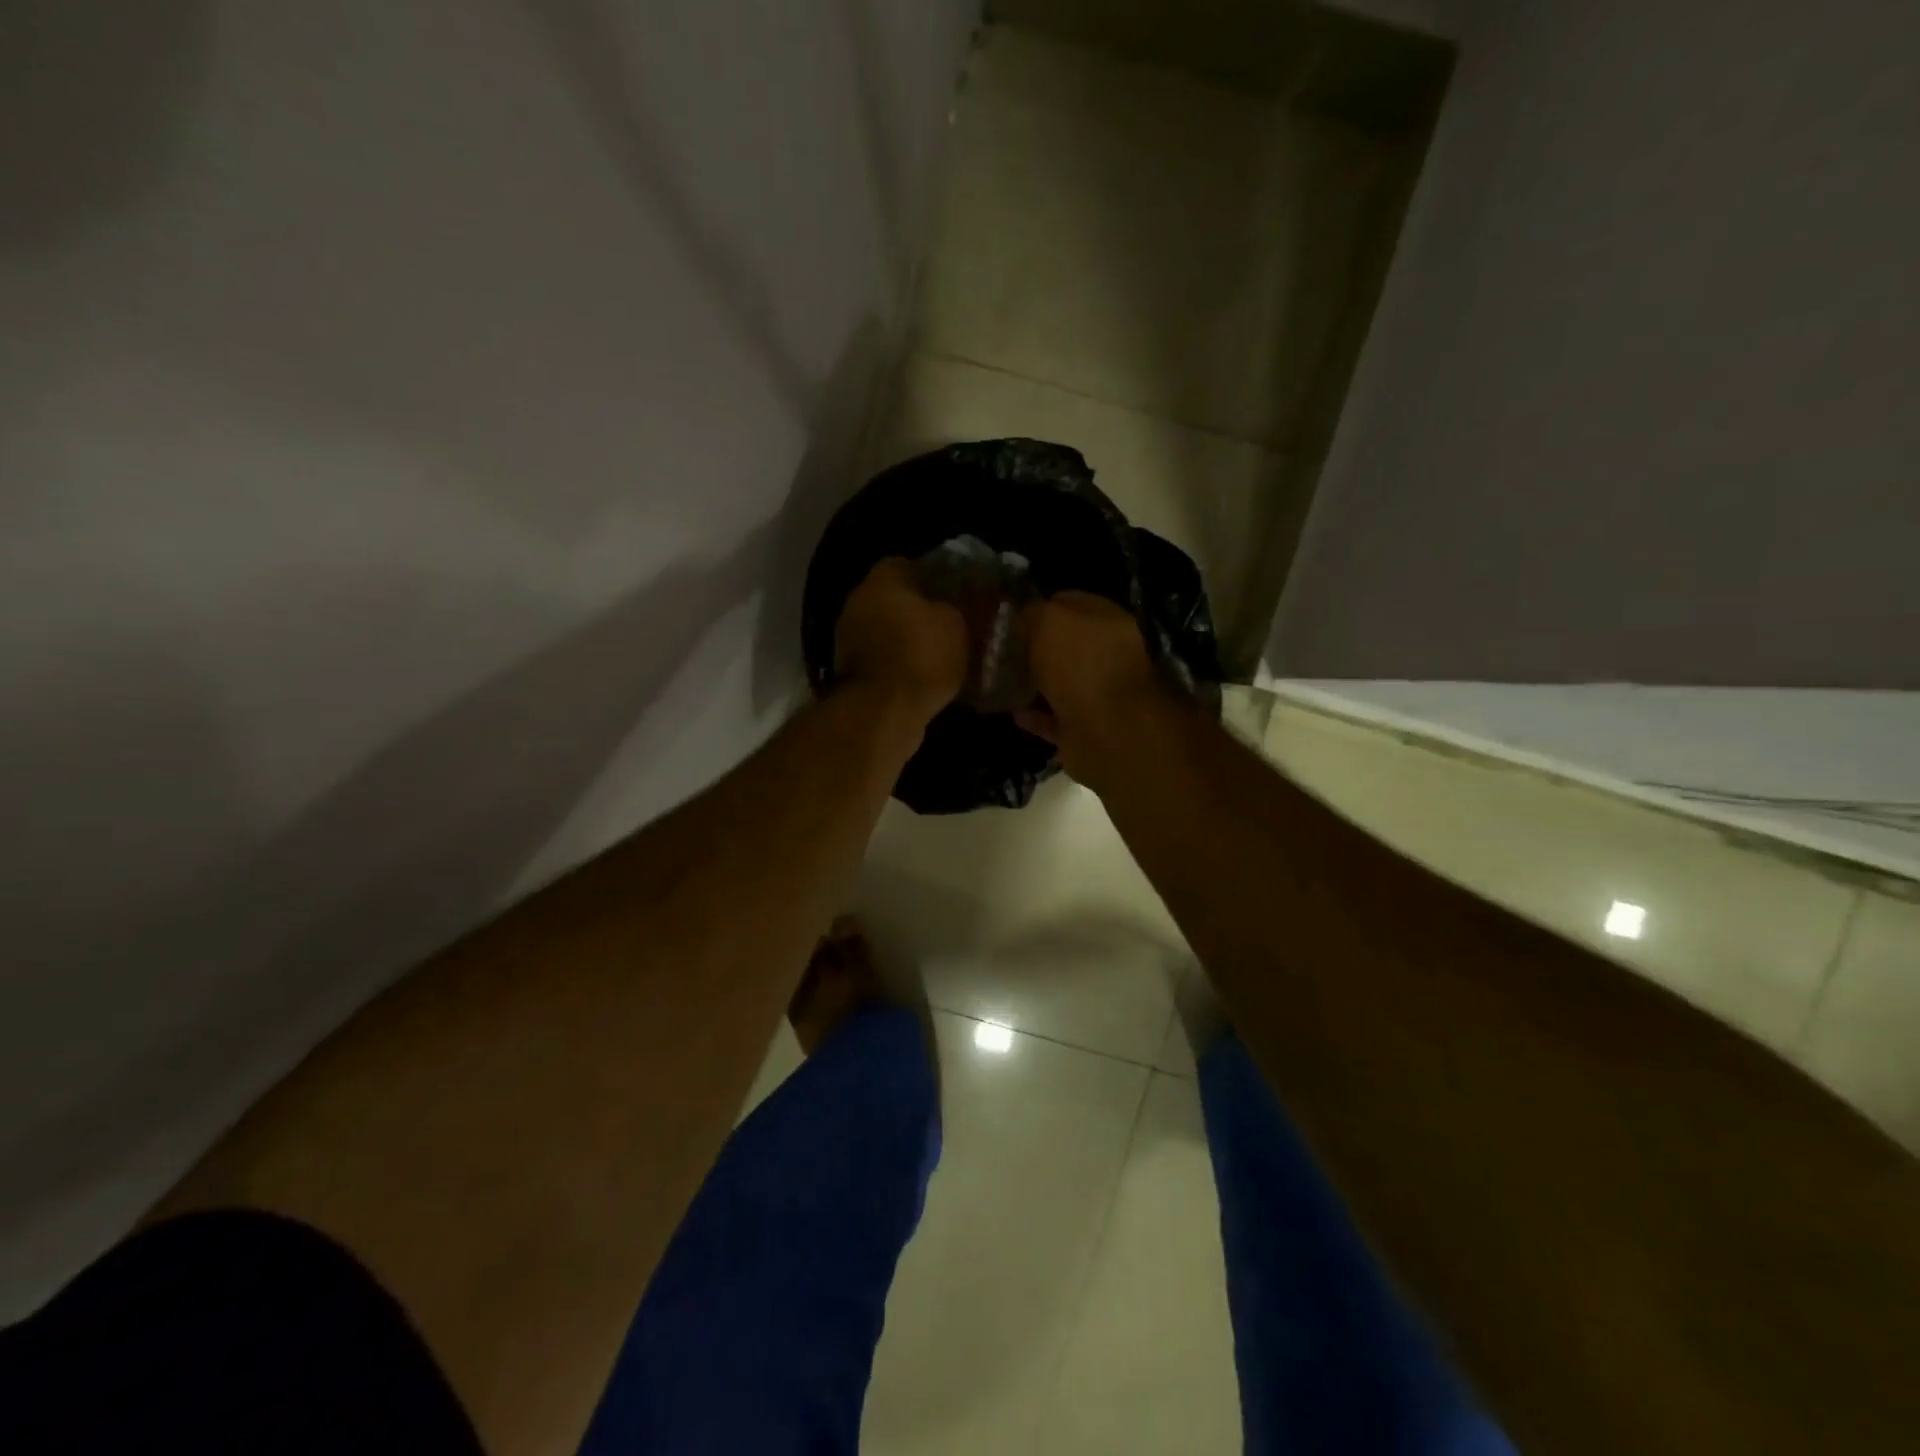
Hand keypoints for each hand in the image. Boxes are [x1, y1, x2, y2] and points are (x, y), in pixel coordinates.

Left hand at [834, 558, 968, 724]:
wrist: (883, 711)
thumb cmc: (921, 655)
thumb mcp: (958, 625)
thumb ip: (962, 606)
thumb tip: (969, 599)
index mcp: (882, 578)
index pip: (911, 564)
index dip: (937, 576)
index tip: (958, 592)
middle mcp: (858, 601)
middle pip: (896, 597)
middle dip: (922, 609)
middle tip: (954, 623)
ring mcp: (849, 637)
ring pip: (889, 629)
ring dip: (910, 639)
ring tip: (943, 652)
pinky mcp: (851, 670)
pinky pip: (883, 658)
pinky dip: (900, 663)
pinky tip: (924, 675)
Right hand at [1015, 592, 1163, 780]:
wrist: (1107, 731)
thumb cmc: (1081, 665)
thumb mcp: (1049, 621)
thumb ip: (1033, 613)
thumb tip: (1023, 618)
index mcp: (1108, 621)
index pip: (1070, 603)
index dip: (1039, 607)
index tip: (1009, 618)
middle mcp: (1109, 655)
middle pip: (1067, 646)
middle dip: (1036, 648)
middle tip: (1001, 652)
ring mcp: (1101, 695)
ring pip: (1062, 683)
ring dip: (1035, 683)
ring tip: (1002, 682)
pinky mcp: (1088, 729)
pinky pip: (1056, 719)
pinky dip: (1037, 716)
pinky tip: (1015, 713)